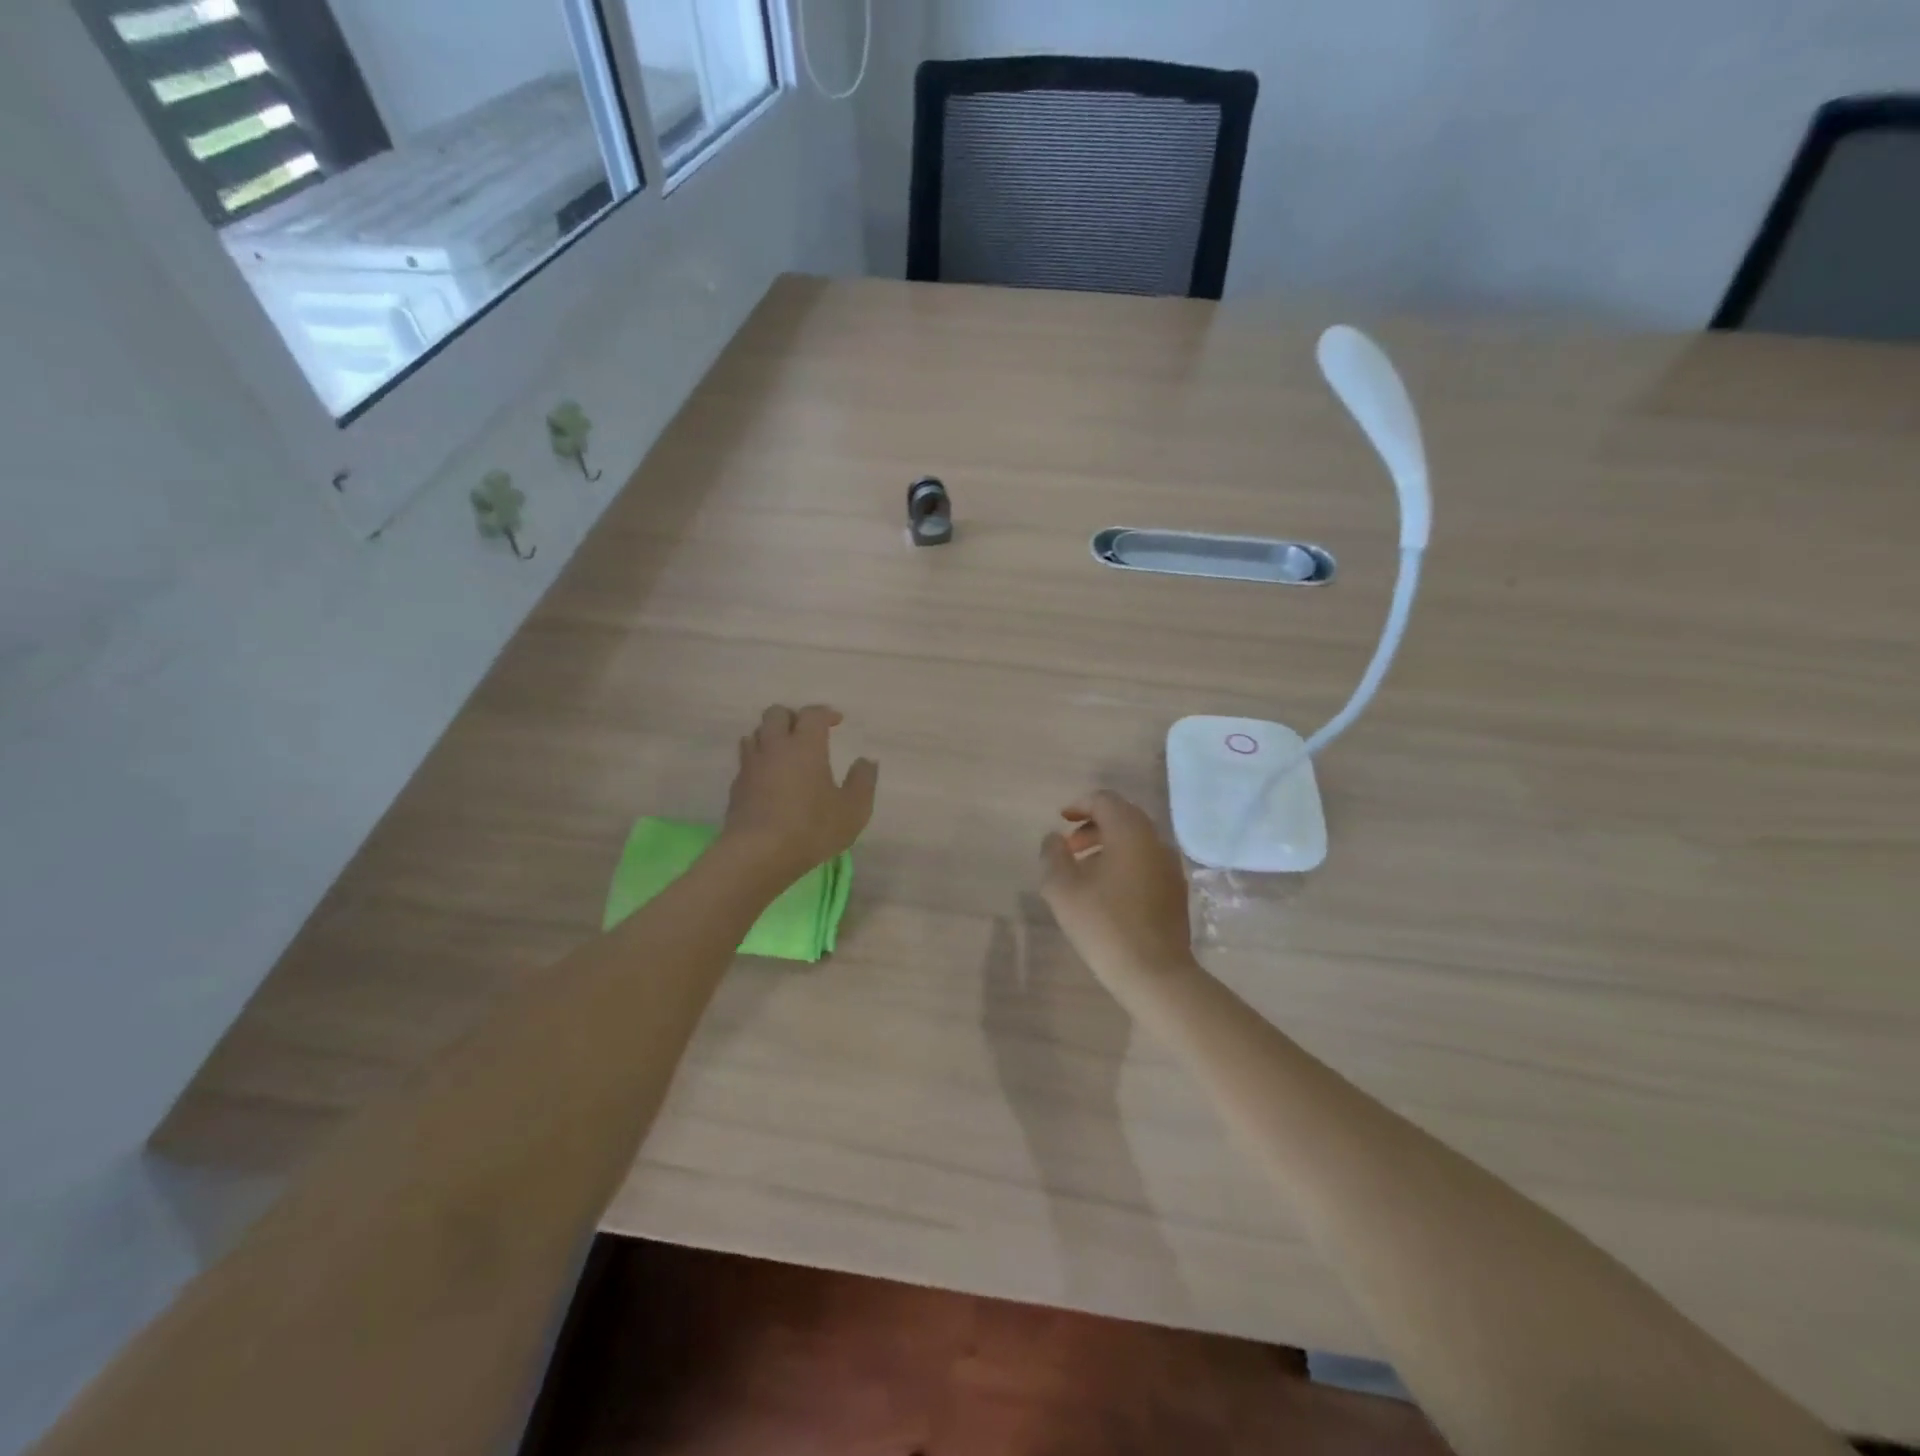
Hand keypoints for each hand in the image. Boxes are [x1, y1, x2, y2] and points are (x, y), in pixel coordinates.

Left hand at [721, 705, 878, 879]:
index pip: (812, 714)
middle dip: (792, 717)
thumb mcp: (853, 810)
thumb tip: (866, 762)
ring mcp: (751, 766)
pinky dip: (759, 761)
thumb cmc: (811, 828)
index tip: (837, 721)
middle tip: (807, 733)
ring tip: (785, 752)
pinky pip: (746, 761)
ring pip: (755, 734)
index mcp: (805, 746)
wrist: (757, 853)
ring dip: (771, 736)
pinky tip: (769, 779)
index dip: (825, 713)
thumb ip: (863, 782)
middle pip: (776, 714)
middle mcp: (775, 747)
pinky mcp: (736, 787)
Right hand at [1039, 791, 1196, 988]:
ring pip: (1136, 841)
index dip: (1080, 805)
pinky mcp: (1176, 890)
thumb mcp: (1063, 889)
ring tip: (1084, 872)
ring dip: (1109, 845)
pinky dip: (1125, 862)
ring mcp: (1170, 866)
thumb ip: (1053, 856)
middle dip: (1093, 825)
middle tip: (1070, 848)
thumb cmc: (1104, 925)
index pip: (1105, 800)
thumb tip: (1054, 838)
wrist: (1155, 974)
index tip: (1061, 821)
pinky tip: (1108, 892)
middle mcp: (1155, 841)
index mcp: (1130, 833)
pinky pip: (1147, 861)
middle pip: (1123, 817)